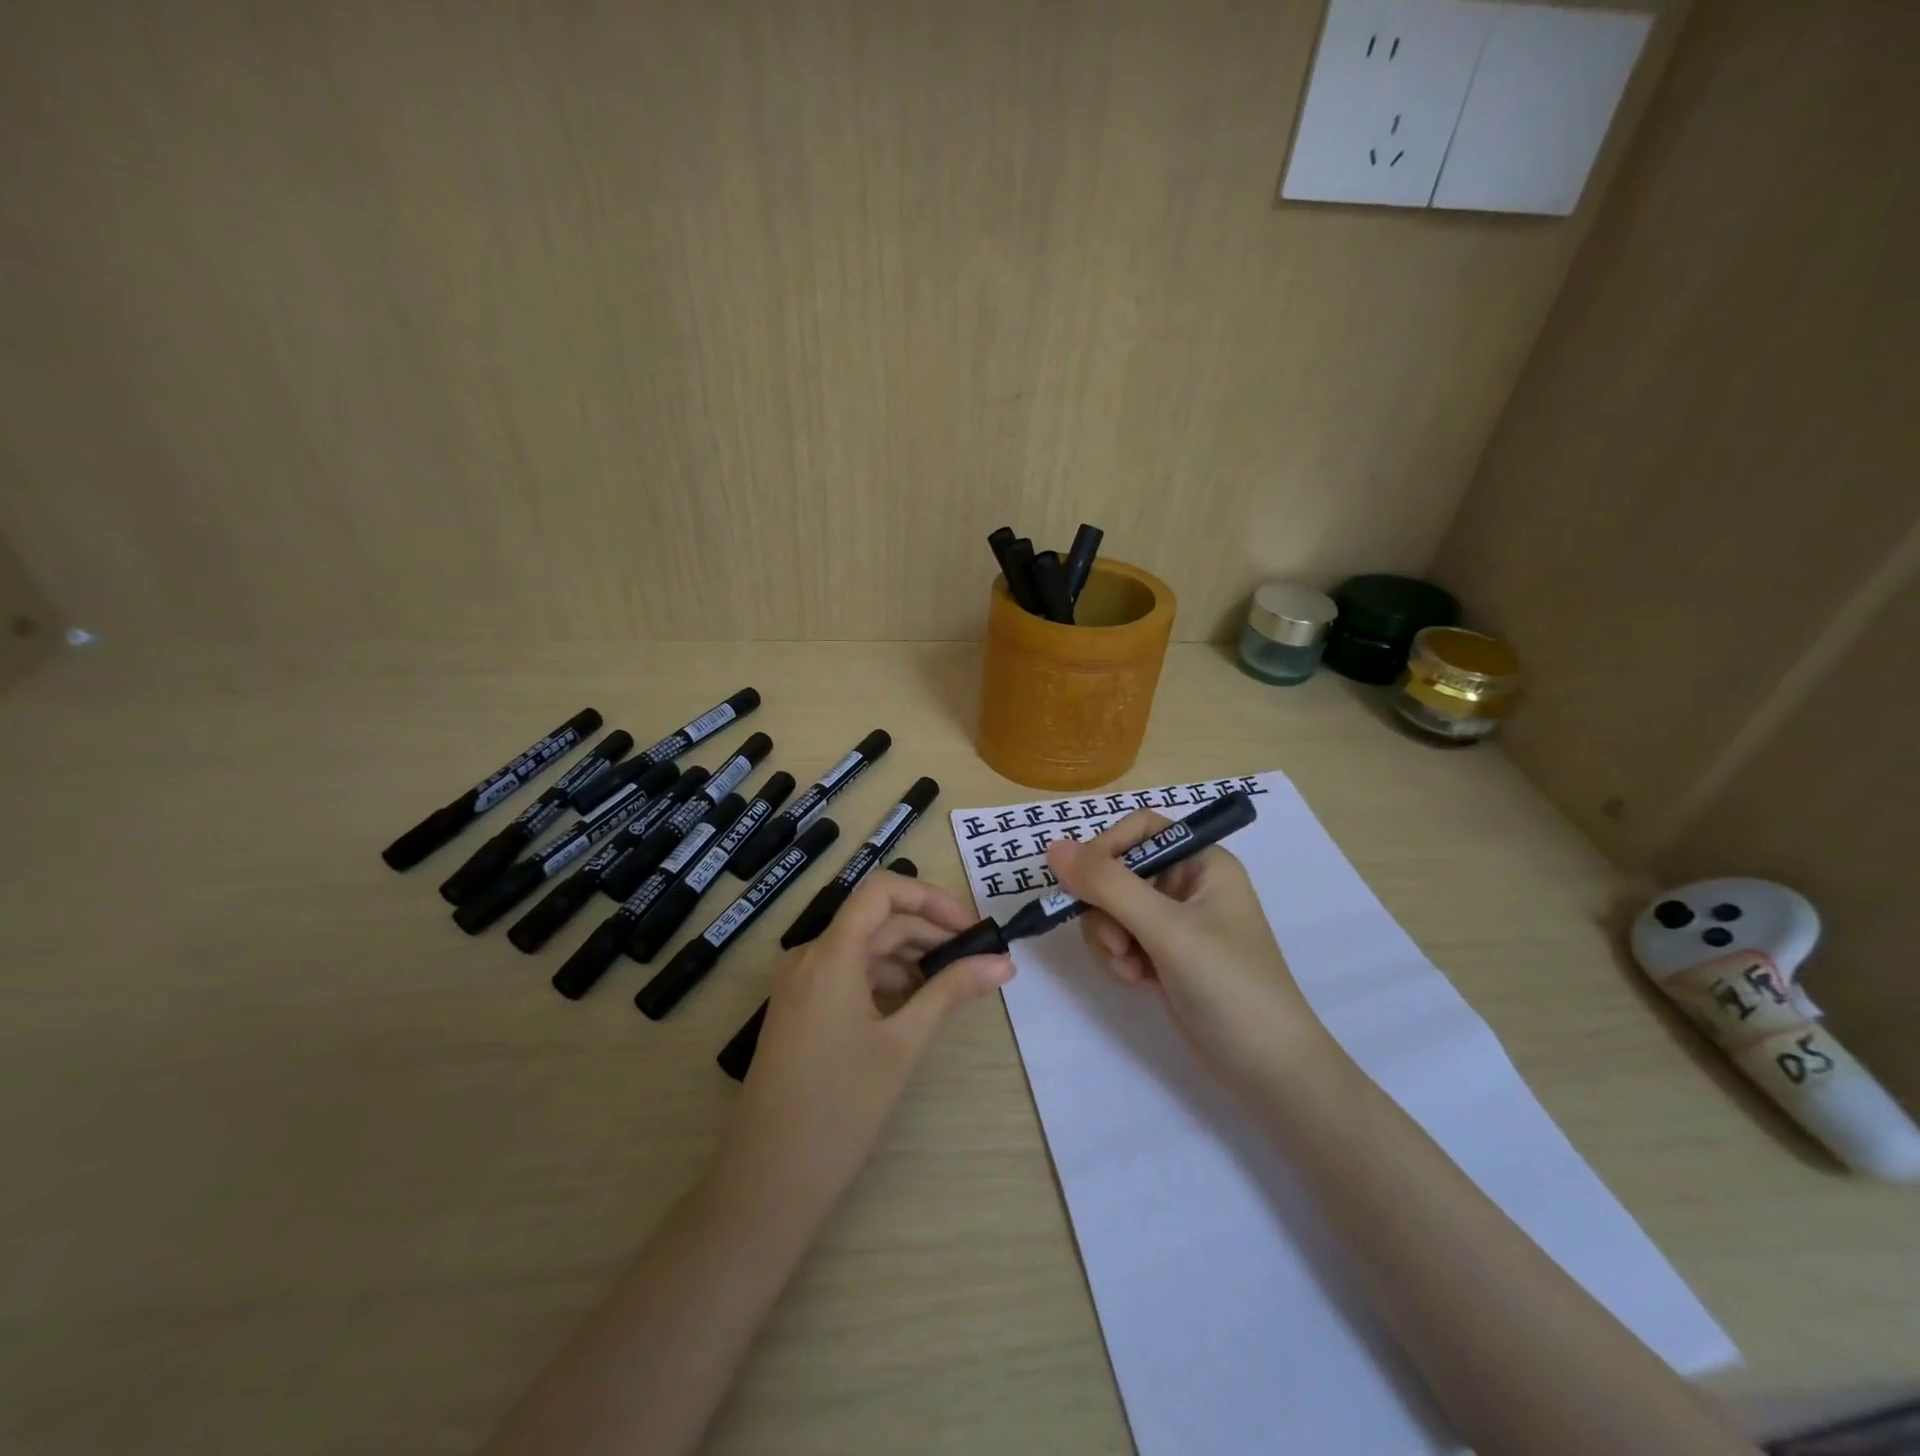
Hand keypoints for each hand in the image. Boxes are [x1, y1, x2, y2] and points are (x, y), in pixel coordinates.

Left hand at [714, 872, 1013, 1217]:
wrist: (770, 1178)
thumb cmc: (841, 1106)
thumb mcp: (904, 1043)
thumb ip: (951, 991)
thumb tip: (1003, 962)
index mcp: (830, 953)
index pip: (883, 891)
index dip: (931, 898)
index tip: (971, 928)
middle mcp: (810, 955)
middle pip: (878, 921)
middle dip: (930, 932)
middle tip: (977, 960)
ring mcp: (801, 983)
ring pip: (864, 948)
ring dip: (910, 958)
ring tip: (953, 985)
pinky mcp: (800, 1008)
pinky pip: (848, 974)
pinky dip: (885, 979)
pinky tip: (915, 1005)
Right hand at [1046, 810, 1332, 1082]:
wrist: (1269, 1069)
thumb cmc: (1229, 985)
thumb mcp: (1167, 930)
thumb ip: (1109, 886)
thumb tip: (1053, 848)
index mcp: (1202, 861)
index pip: (1139, 829)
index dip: (1106, 849)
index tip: (1083, 884)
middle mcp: (1187, 884)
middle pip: (1118, 871)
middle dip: (1106, 909)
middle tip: (1119, 945)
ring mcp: (1175, 922)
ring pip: (1111, 908)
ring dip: (1109, 939)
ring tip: (1132, 970)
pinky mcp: (1164, 954)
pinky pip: (1120, 938)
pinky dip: (1119, 958)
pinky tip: (1139, 982)